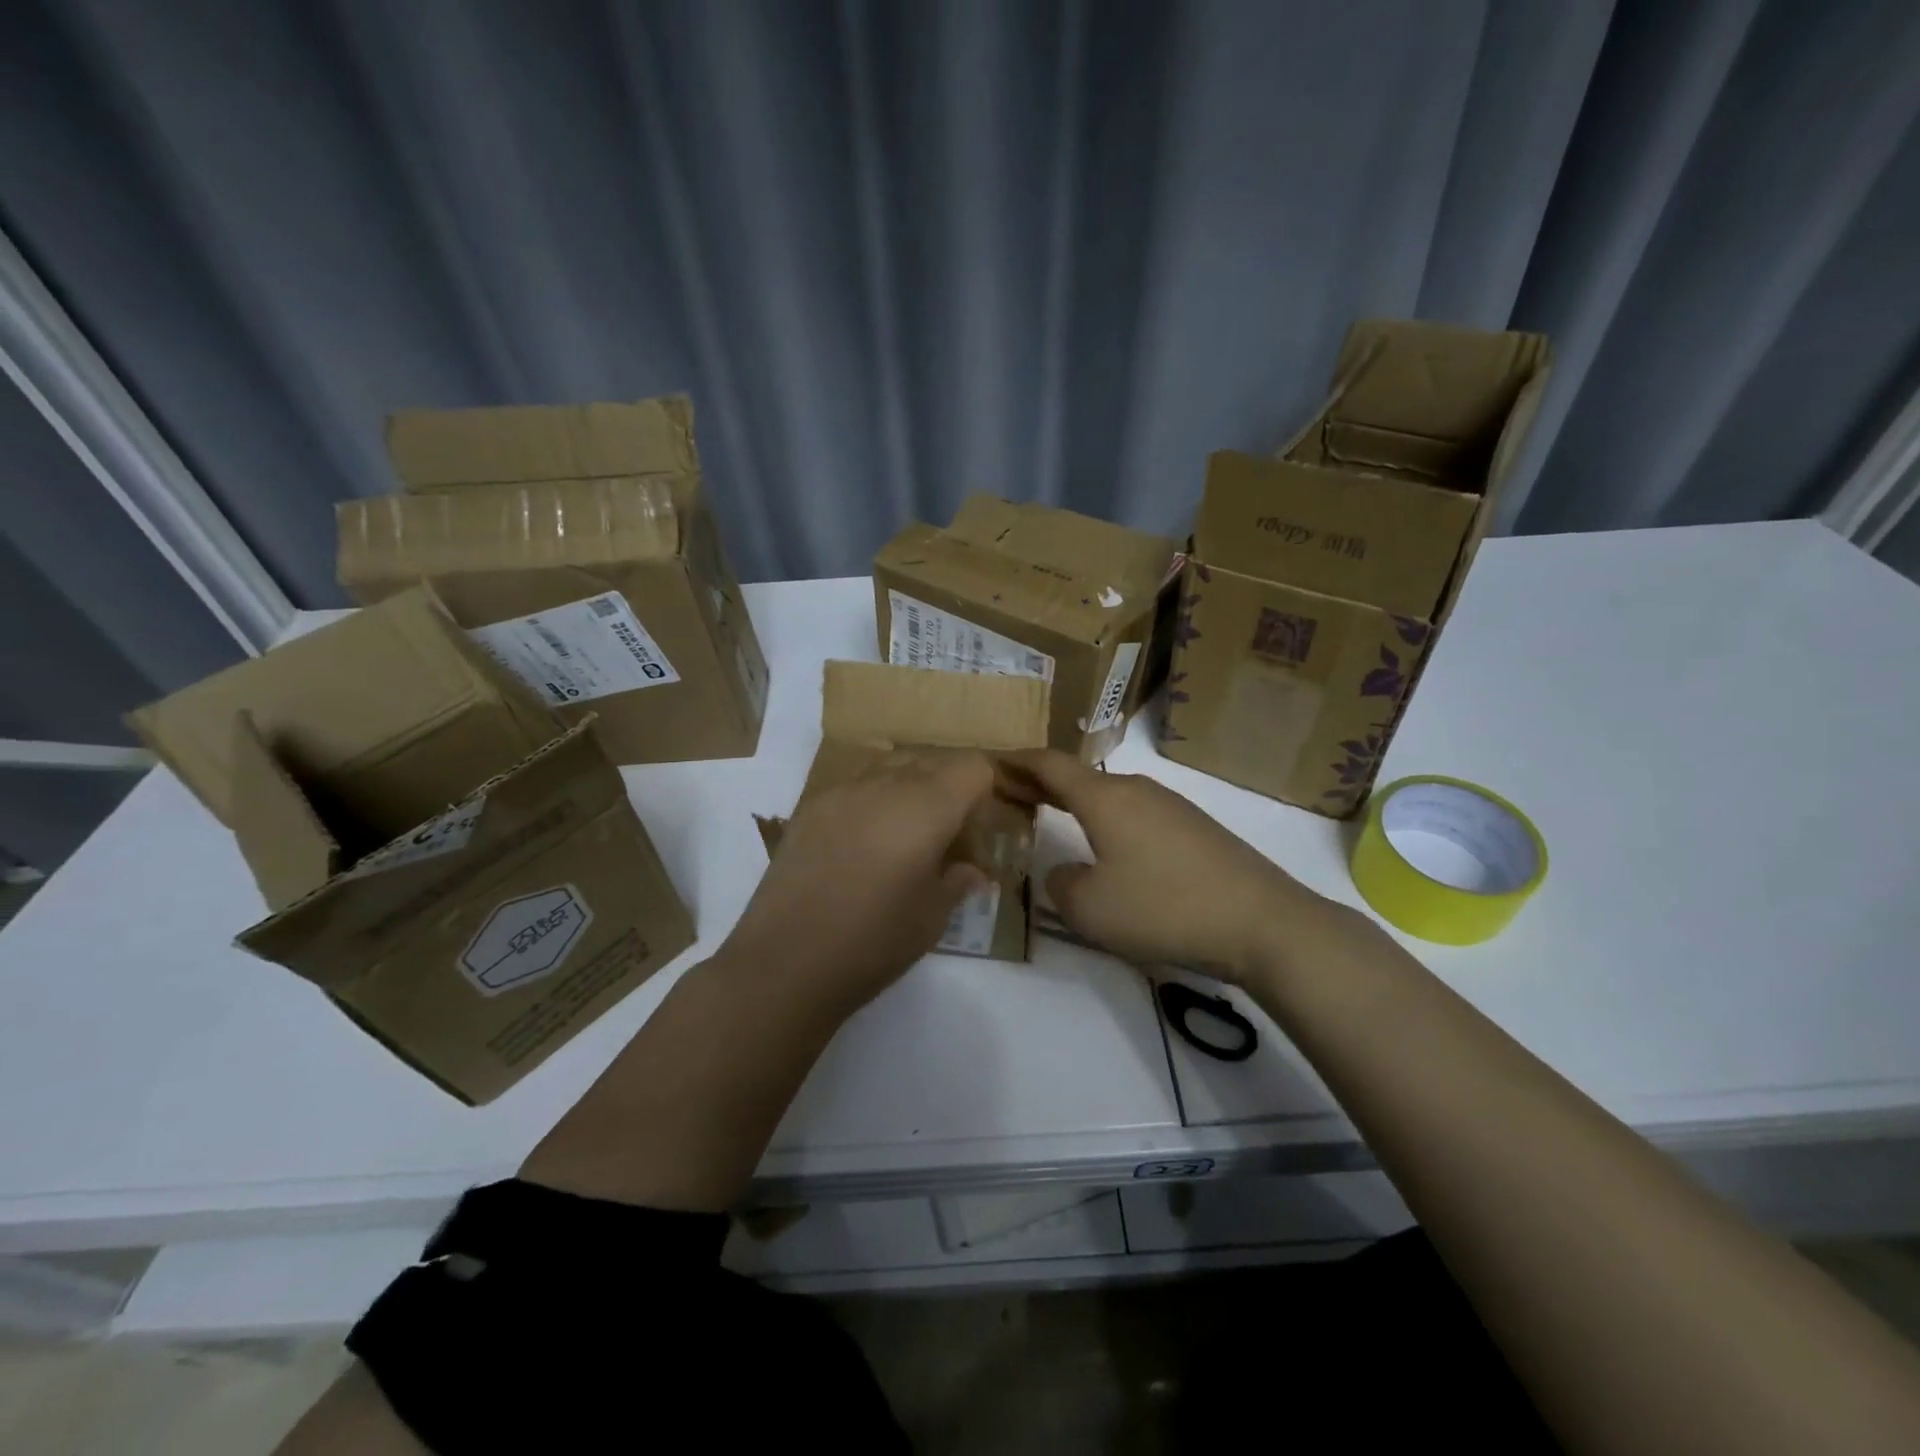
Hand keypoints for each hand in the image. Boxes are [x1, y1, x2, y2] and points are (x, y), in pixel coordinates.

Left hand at [722, 749, 997, 1013]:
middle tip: (947, 837)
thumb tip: (971, 870)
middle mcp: (886, 783)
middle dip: (949, 789)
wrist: (784, 961)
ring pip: (891, 766)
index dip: (984, 794)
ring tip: (904, 837)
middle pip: (932, 760)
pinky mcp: (810, 806)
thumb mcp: (932, 917)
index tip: (977, 833)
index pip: (973, 767)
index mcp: (927, 806)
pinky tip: (862, 844)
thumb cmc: (874, 941)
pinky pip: (855, 784)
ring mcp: (842, 790)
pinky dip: (873, 800)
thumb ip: (958, 881)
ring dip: (909, 789)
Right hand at [1002, 749, 1372, 984]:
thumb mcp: (1090, 909)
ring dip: (1076, 802)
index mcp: (1104, 798)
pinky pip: (1136, 813)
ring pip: (1109, 795)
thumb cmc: (1164, 908)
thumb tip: (1066, 871)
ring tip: (1054, 818)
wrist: (1262, 921)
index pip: (1049, 764)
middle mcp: (1136, 789)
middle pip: (1078, 777)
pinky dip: (1107, 819)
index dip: (1016, 762)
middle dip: (1042, 783)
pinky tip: (1109, 846)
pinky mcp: (1194, 827)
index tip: (991, 764)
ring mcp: (1170, 805)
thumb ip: (1060, 884)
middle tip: (1012, 794)